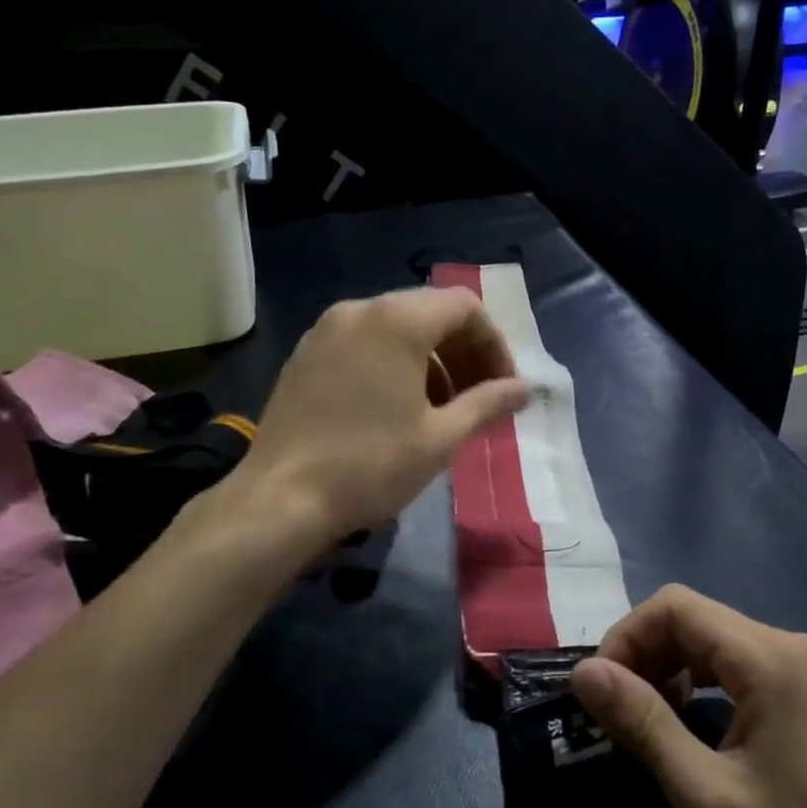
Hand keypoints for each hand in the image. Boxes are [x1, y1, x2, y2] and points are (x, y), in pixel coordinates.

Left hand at [230, 288, 530, 541]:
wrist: (281, 499)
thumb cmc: (371, 465)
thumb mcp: (441, 437)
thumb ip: (488, 404)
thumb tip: (525, 389)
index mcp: (396, 320)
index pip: (464, 308)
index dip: (494, 345)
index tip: (503, 388)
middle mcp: (359, 310)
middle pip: (429, 314)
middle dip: (463, 354)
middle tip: (479, 401)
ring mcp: (324, 331)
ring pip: (395, 330)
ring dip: (430, 362)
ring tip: (441, 411)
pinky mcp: (304, 356)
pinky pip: (363, 345)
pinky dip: (393, 365)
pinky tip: (396, 411)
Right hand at [571, 586, 806, 807]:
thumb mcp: (704, 793)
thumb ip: (642, 721)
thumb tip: (583, 671)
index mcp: (772, 659)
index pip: (675, 607)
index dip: (625, 637)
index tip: (600, 691)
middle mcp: (792, 647)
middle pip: (694, 619)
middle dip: (644, 654)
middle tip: (616, 712)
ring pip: (714, 640)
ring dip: (669, 668)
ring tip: (646, 719)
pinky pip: (739, 665)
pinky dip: (700, 682)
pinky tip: (689, 722)